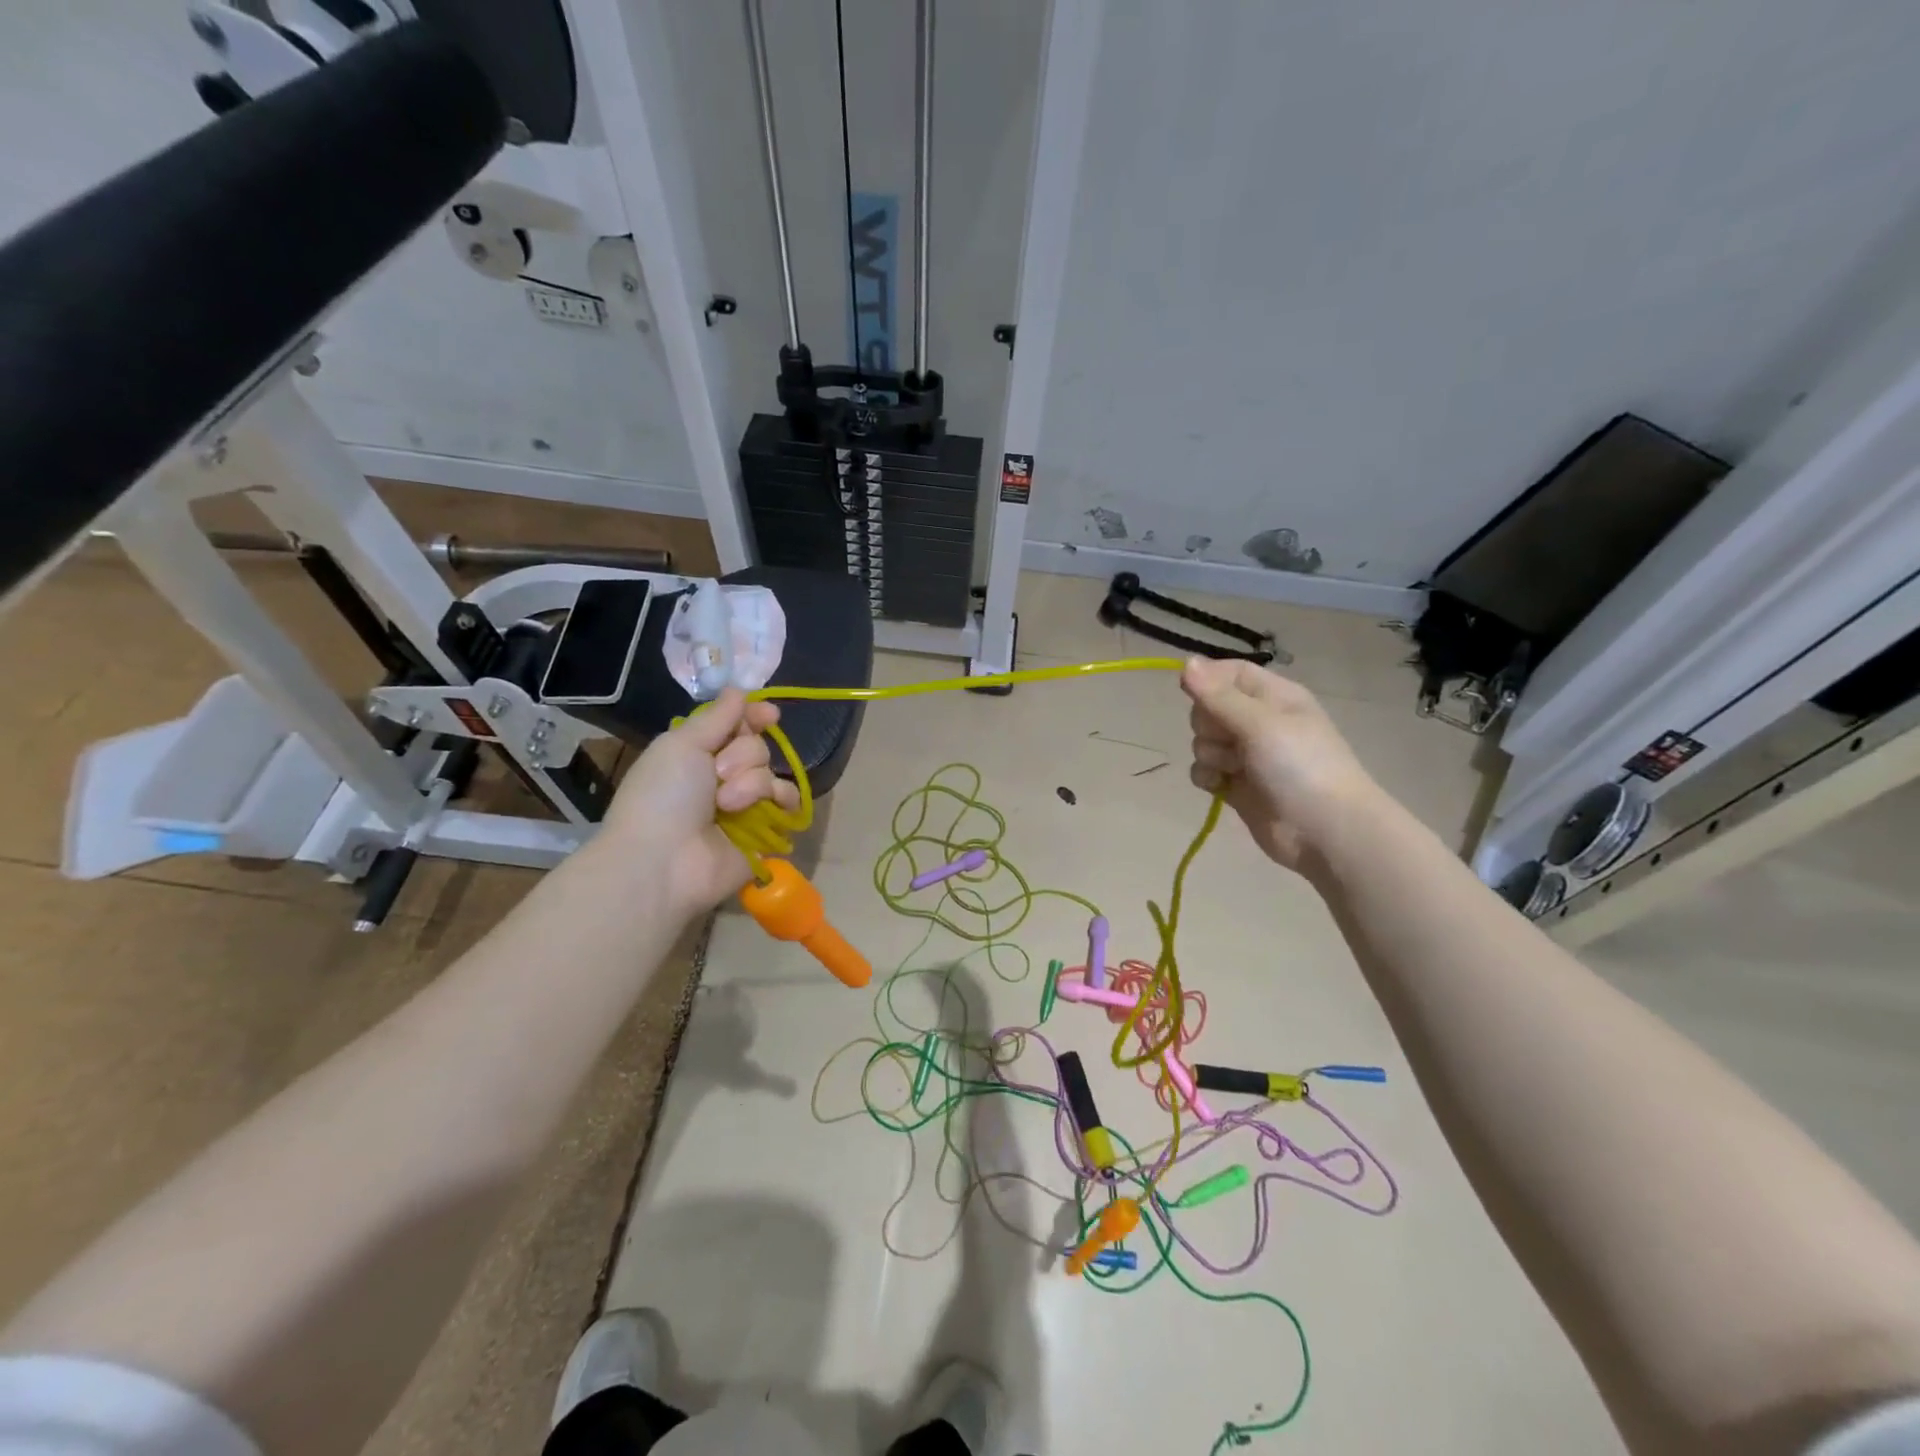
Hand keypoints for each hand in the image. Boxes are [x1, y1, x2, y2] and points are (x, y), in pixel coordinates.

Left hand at [601, 690, 800, 913]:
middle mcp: (723, 777)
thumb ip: (717, 716)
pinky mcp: (765, 831)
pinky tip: (763, 809)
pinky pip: (788, 803)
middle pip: (757, 746)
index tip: (768, 714)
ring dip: (753, 783)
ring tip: (728, 805)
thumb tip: (739, 690)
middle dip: (742, 756)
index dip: (754, 716)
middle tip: (717, 775)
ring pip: (772, 772)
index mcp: (698, 753)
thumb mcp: (681, 744)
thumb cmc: (662, 796)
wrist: (662, 861)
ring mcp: (745, 806)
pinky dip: (780, 801)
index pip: (737, 725)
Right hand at [1182, 657, 1382, 874]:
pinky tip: (1221, 786)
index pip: (1230, 673)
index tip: (1192, 692)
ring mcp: (1246, 755)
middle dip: (1208, 724)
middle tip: (1231, 739)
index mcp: (1274, 697)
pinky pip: (1204, 770)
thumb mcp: (1260, 723)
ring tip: (1235, 769)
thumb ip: (1218, 696)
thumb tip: (1186, 661)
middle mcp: (1259, 722)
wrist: (1325, 831)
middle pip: (1209, 707)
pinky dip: (1208, 777)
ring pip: (1203, 741)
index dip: (1209, 680)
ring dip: (1210, 754)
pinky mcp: (1235, 784)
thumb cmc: (1300, 766)